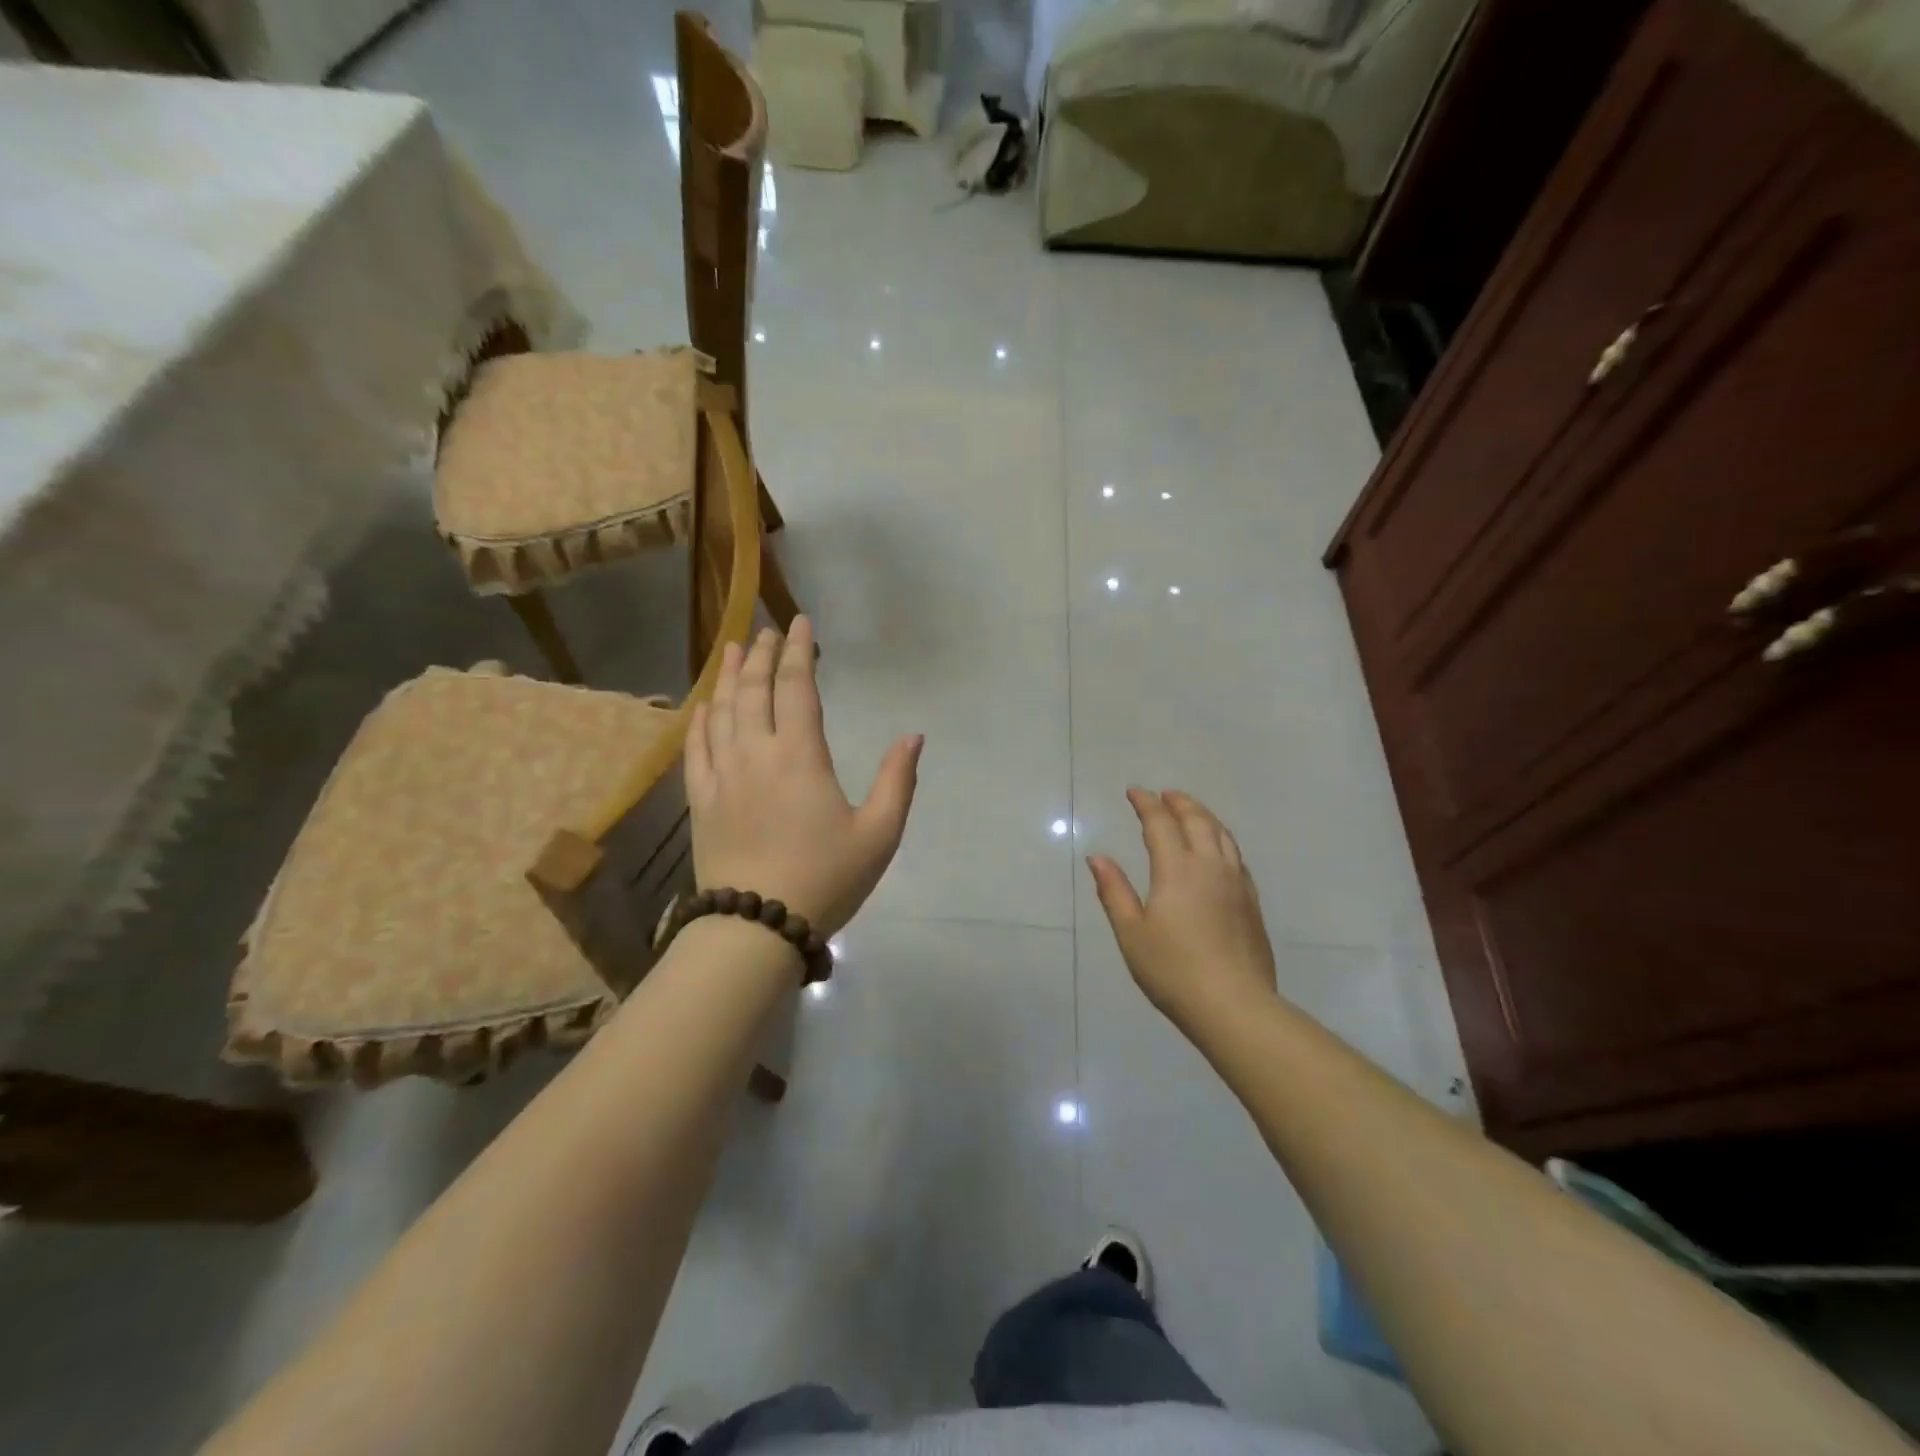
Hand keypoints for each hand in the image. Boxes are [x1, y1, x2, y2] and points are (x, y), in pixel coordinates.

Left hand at [686, 617, 921, 937]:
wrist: (757, 926)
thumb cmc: (825, 879)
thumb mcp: (879, 834)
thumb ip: (897, 781)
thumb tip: (913, 736)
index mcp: (800, 756)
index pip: (796, 687)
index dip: (799, 651)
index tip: (801, 623)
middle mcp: (755, 754)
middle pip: (754, 690)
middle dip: (762, 655)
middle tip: (767, 631)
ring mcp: (721, 775)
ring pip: (721, 711)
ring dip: (729, 677)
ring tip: (733, 650)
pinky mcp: (700, 800)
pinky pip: (695, 747)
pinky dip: (700, 719)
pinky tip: (704, 706)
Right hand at [1087, 789, 1278, 1037]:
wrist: (1235, 1005)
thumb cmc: (1173, 970)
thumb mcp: (1131, 933)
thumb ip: (1114, 891)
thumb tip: (1097, 858)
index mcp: (1177, 869)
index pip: (1160, 823)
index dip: (1146, 804)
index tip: (1135, 792)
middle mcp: (1210, 866)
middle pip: (1197, 821)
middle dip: (1179, 803)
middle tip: (1164, 795)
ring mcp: (1236, 883)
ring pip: (1222, 834)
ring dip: (1204, 816)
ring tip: (1191, 812)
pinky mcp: (1251, 902)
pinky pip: (1236, 855)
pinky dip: (1222, 839)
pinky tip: (1218, 850)